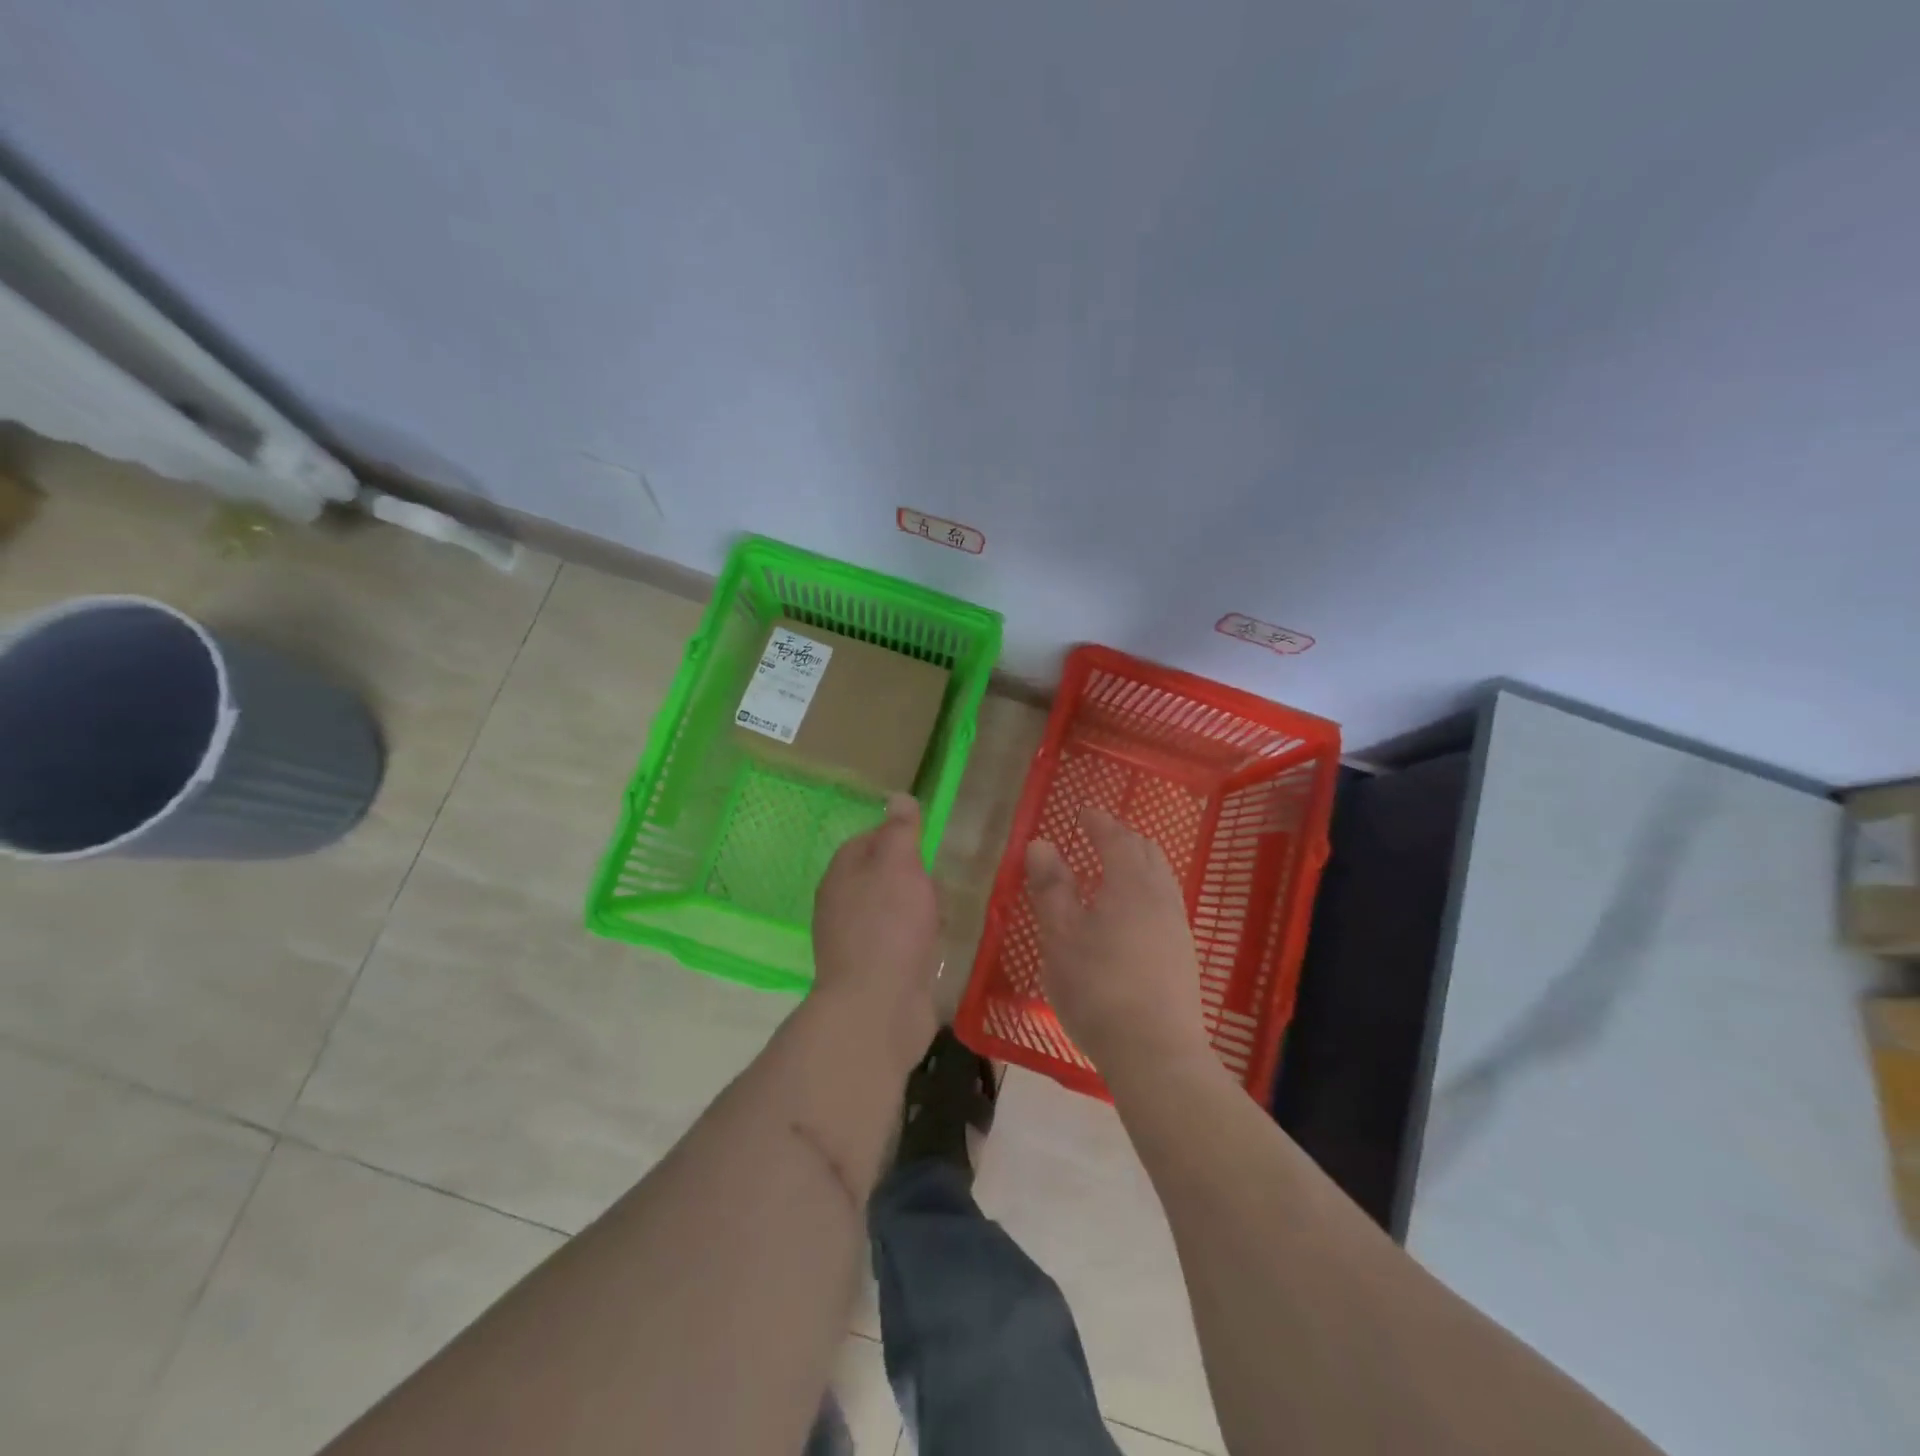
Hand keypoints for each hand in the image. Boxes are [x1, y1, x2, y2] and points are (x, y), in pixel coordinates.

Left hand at [811, 794, 940, 1066]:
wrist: (878, 1008)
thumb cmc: (889, 926)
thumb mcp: (899, 866)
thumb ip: (900, 831)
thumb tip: (896, 797)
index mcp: (841, 874)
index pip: (867, 840)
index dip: (896, 836)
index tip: (927, 841)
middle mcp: (841, 905)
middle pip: (878, 877)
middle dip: (910, 875)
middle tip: (941, 877)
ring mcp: (855, 942)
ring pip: (889, 911)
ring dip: (915, 908)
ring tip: (946, 908)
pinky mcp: (873, 973)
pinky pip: (898, 944)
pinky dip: (916, 939)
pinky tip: (937, 943)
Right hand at [1026, 809, 1211, 1076]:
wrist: (1155, 1052)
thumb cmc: (1098, 987)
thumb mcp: (1061, 935)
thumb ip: (1051, 887)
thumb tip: (1041, 843)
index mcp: (1130, 883)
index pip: (1116, 838)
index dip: (1099, 822)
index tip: (1084, 812)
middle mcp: (1161, 896)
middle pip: (1146, 852)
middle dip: (1122, 837)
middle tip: (1098, 836)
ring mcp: (1177, 925)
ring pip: (1160, 877)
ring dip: (1137, 863)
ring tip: (1112, 870)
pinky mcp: (1183, 954)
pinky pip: (1164, 901)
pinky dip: (1145, 889)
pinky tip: (1129, 913)